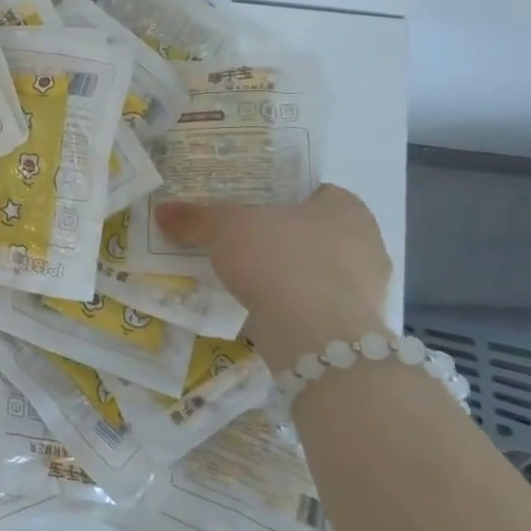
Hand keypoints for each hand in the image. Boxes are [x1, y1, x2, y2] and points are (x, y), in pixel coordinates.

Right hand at [156, 185, 391, 372]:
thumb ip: (196, 218)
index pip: (312, 194)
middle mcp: (367, 242)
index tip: (248, 214)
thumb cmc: (278, 259)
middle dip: (282, 241)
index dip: (278, 202)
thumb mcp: (225, 229)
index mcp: (346, 207)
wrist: (315, 336)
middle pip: (314, 234)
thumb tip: (162, 210)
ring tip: (247, 283)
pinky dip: (295, 309)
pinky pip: (319, 308)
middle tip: (241, 246)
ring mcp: (368, 290)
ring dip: (289, 278)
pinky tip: (265, 312)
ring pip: (318, 273)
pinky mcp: (358, 329)